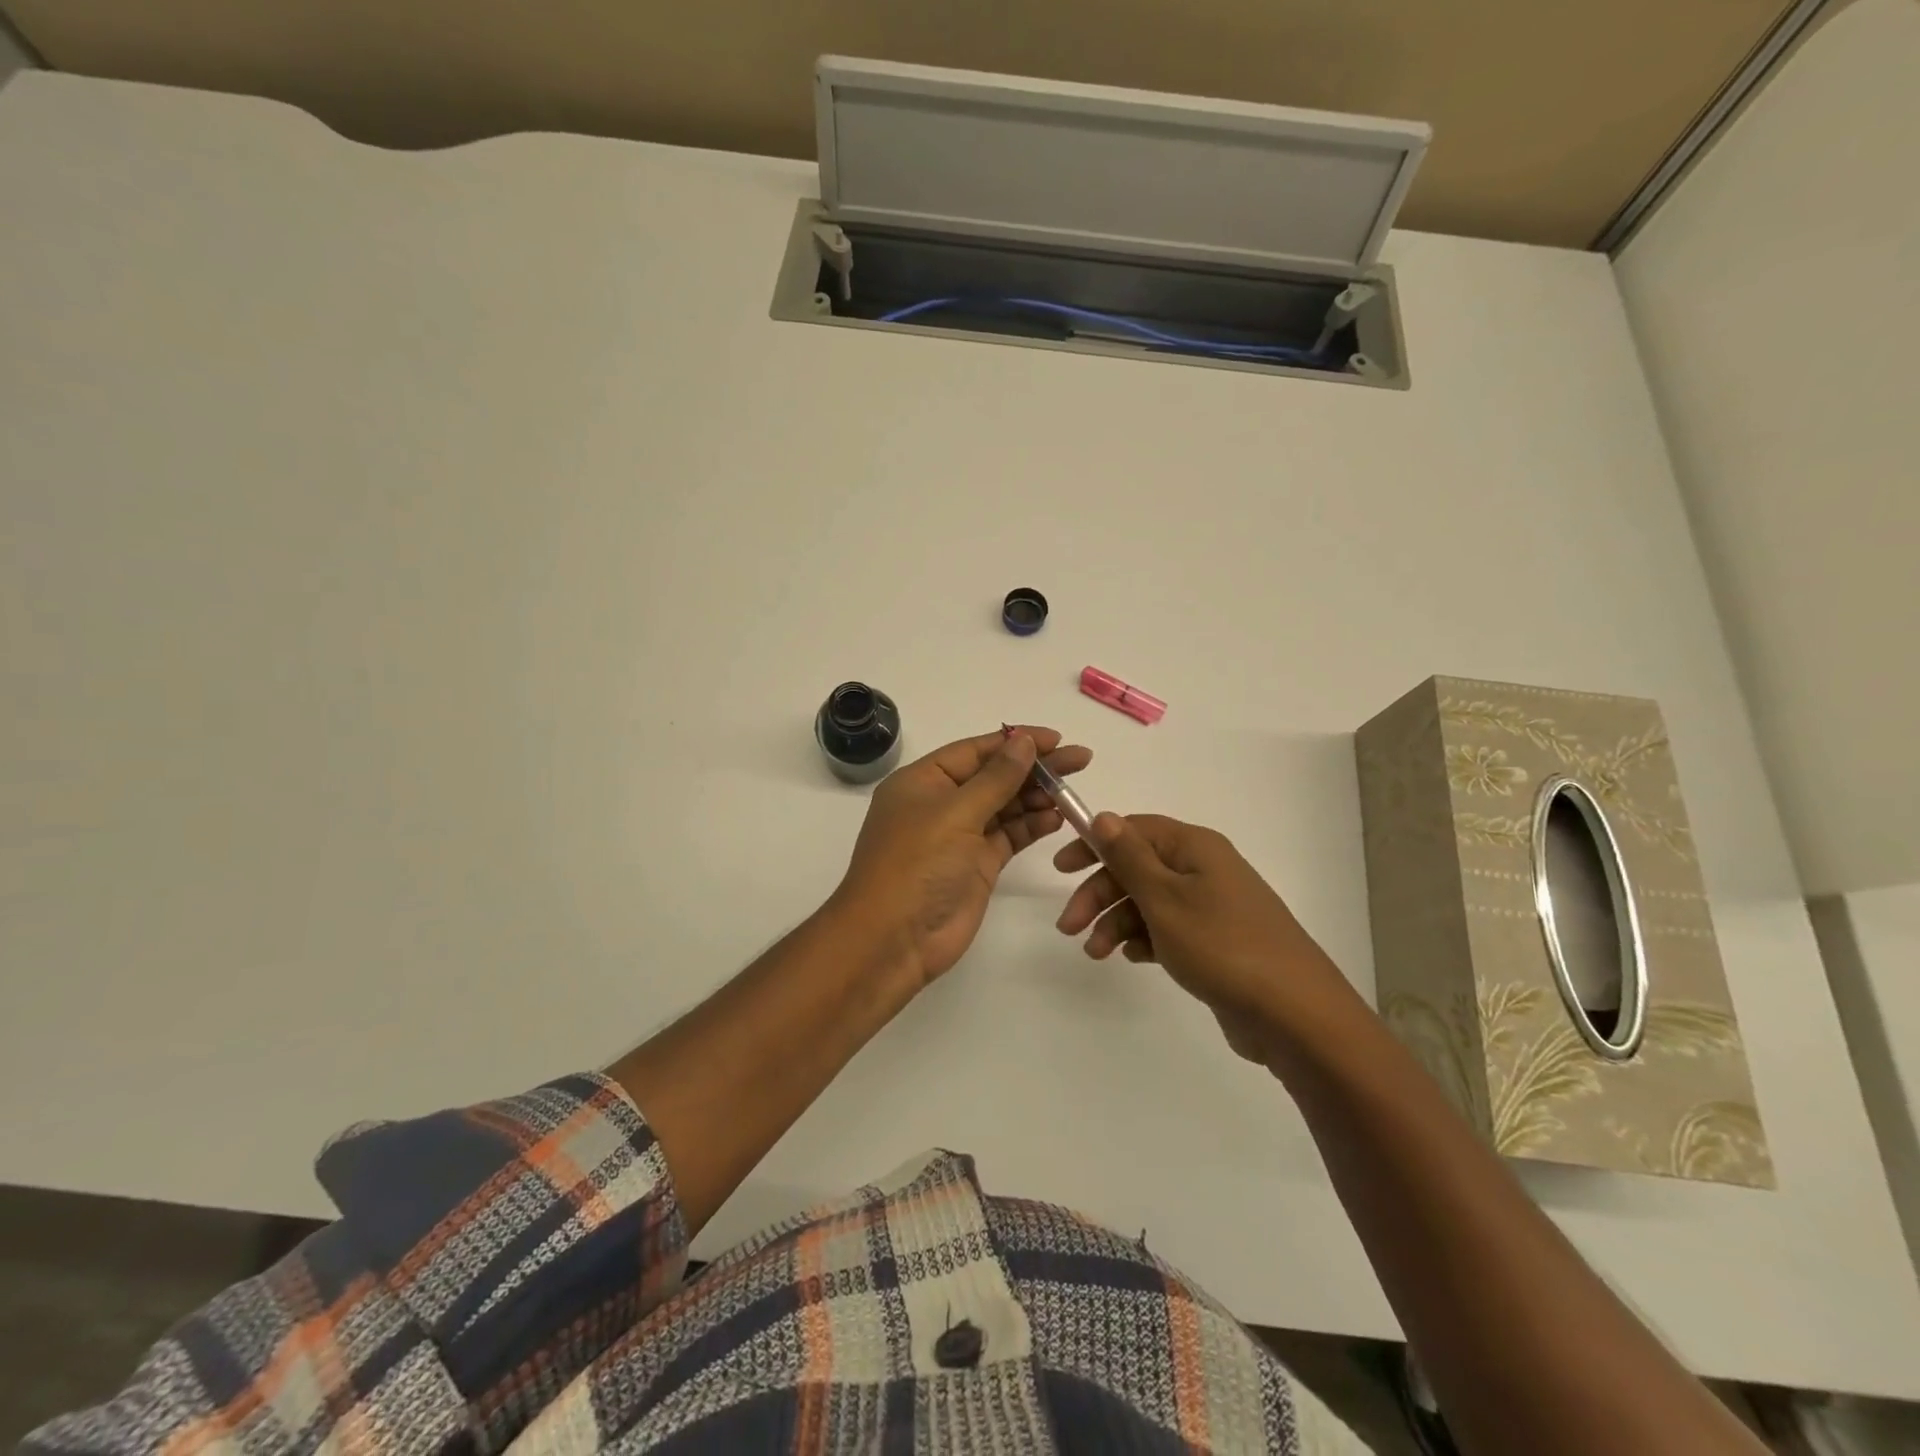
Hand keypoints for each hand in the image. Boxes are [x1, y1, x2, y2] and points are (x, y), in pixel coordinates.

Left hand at [837, 726, 1093, 985]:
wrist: (893, 941)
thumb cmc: (917, 866)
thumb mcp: (955, 814)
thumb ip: (996, 778)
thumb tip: (1023, 741)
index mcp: (923, 781)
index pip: (975, 750)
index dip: (1015, 741)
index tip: (1056, 738)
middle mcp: (940, 804)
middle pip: (993, 776)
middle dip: (1034, 768)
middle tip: (1080, 760)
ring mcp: (959, 836)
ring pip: (1004, 806)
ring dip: (1036, 797)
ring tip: (1072, 791)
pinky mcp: (976, 866)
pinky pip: (1008, 836)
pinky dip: (1031, 826)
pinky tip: (1058, 818)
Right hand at [1054, 813, 1352, 1064]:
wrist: (1293, 1013)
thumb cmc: (1221, 946)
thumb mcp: (1164, 898)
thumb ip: (1129, 857)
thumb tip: (1103, 816)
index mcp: (1194, 847)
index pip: (1133, 830)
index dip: (1094, 845)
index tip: (1061, 869)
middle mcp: (1204, 869)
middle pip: (1138, 868)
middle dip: (1100, 894)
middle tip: (1069, 927)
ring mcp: (1213, 906)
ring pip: (1150, 901)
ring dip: (1117, 921)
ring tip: (1097, 953)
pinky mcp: (1217, 941)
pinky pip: (1169, 928)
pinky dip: (1145, 938)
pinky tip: (1131, 957)